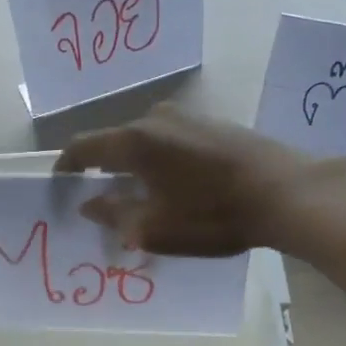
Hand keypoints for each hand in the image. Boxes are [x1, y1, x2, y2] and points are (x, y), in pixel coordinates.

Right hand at [53, 104, 314, 255]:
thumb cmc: (213, 215)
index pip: (83, 147)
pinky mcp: (213, 124)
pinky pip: (170, 142)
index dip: (65, 168)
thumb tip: (89, 203)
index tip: (59, 189)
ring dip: (134, 168)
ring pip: (144, 143)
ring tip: (140, 199)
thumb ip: (114, 214)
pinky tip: (174, 187)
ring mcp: (187, 118)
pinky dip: (160, 163)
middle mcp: (155, 119)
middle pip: (114, 143)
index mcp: (134, 141)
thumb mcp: (155, 227)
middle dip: (103, 173)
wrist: (285, 192)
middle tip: (102, 204)